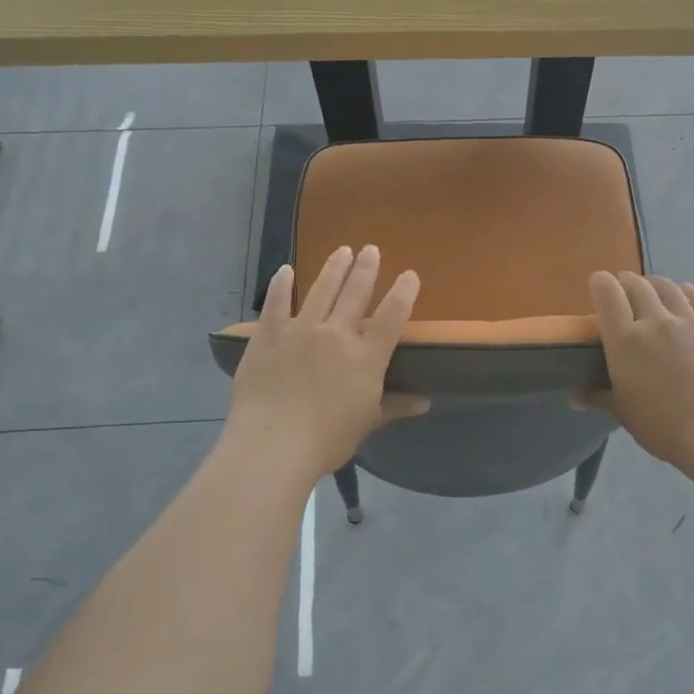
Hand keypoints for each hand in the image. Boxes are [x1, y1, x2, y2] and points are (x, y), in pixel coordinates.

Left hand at [226, 245, 426, 478]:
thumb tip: (425, 402)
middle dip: (366, 268)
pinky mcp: (268, 335)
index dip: (403, 292)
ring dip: (334, 268)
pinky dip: (281, 285)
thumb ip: (395, 406)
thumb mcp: (367, 422)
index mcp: (366, 355)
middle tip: (371, 249)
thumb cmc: (327, 438)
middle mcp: (337, 333)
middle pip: (356, 292)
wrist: (273, 444)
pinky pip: (276, 303)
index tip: (410, 274)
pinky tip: (286, 270)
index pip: (392, 315)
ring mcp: (300, 330)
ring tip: (342, 250)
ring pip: (321, 290)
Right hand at [587, 271, 693, 477]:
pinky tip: (684, 294)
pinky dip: (686, 292)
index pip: (607, 294)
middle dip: (627, 282)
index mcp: (625, 340)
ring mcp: (689, 322)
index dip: (601, 283)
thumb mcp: (622, 411)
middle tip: (624, 289)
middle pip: (637, 286)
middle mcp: (655, 321)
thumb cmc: (661, 426)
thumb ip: (598, 396)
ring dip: (655, 284)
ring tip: (652, 288)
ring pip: (668, 287)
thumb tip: (574, 397)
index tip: (599, 284)